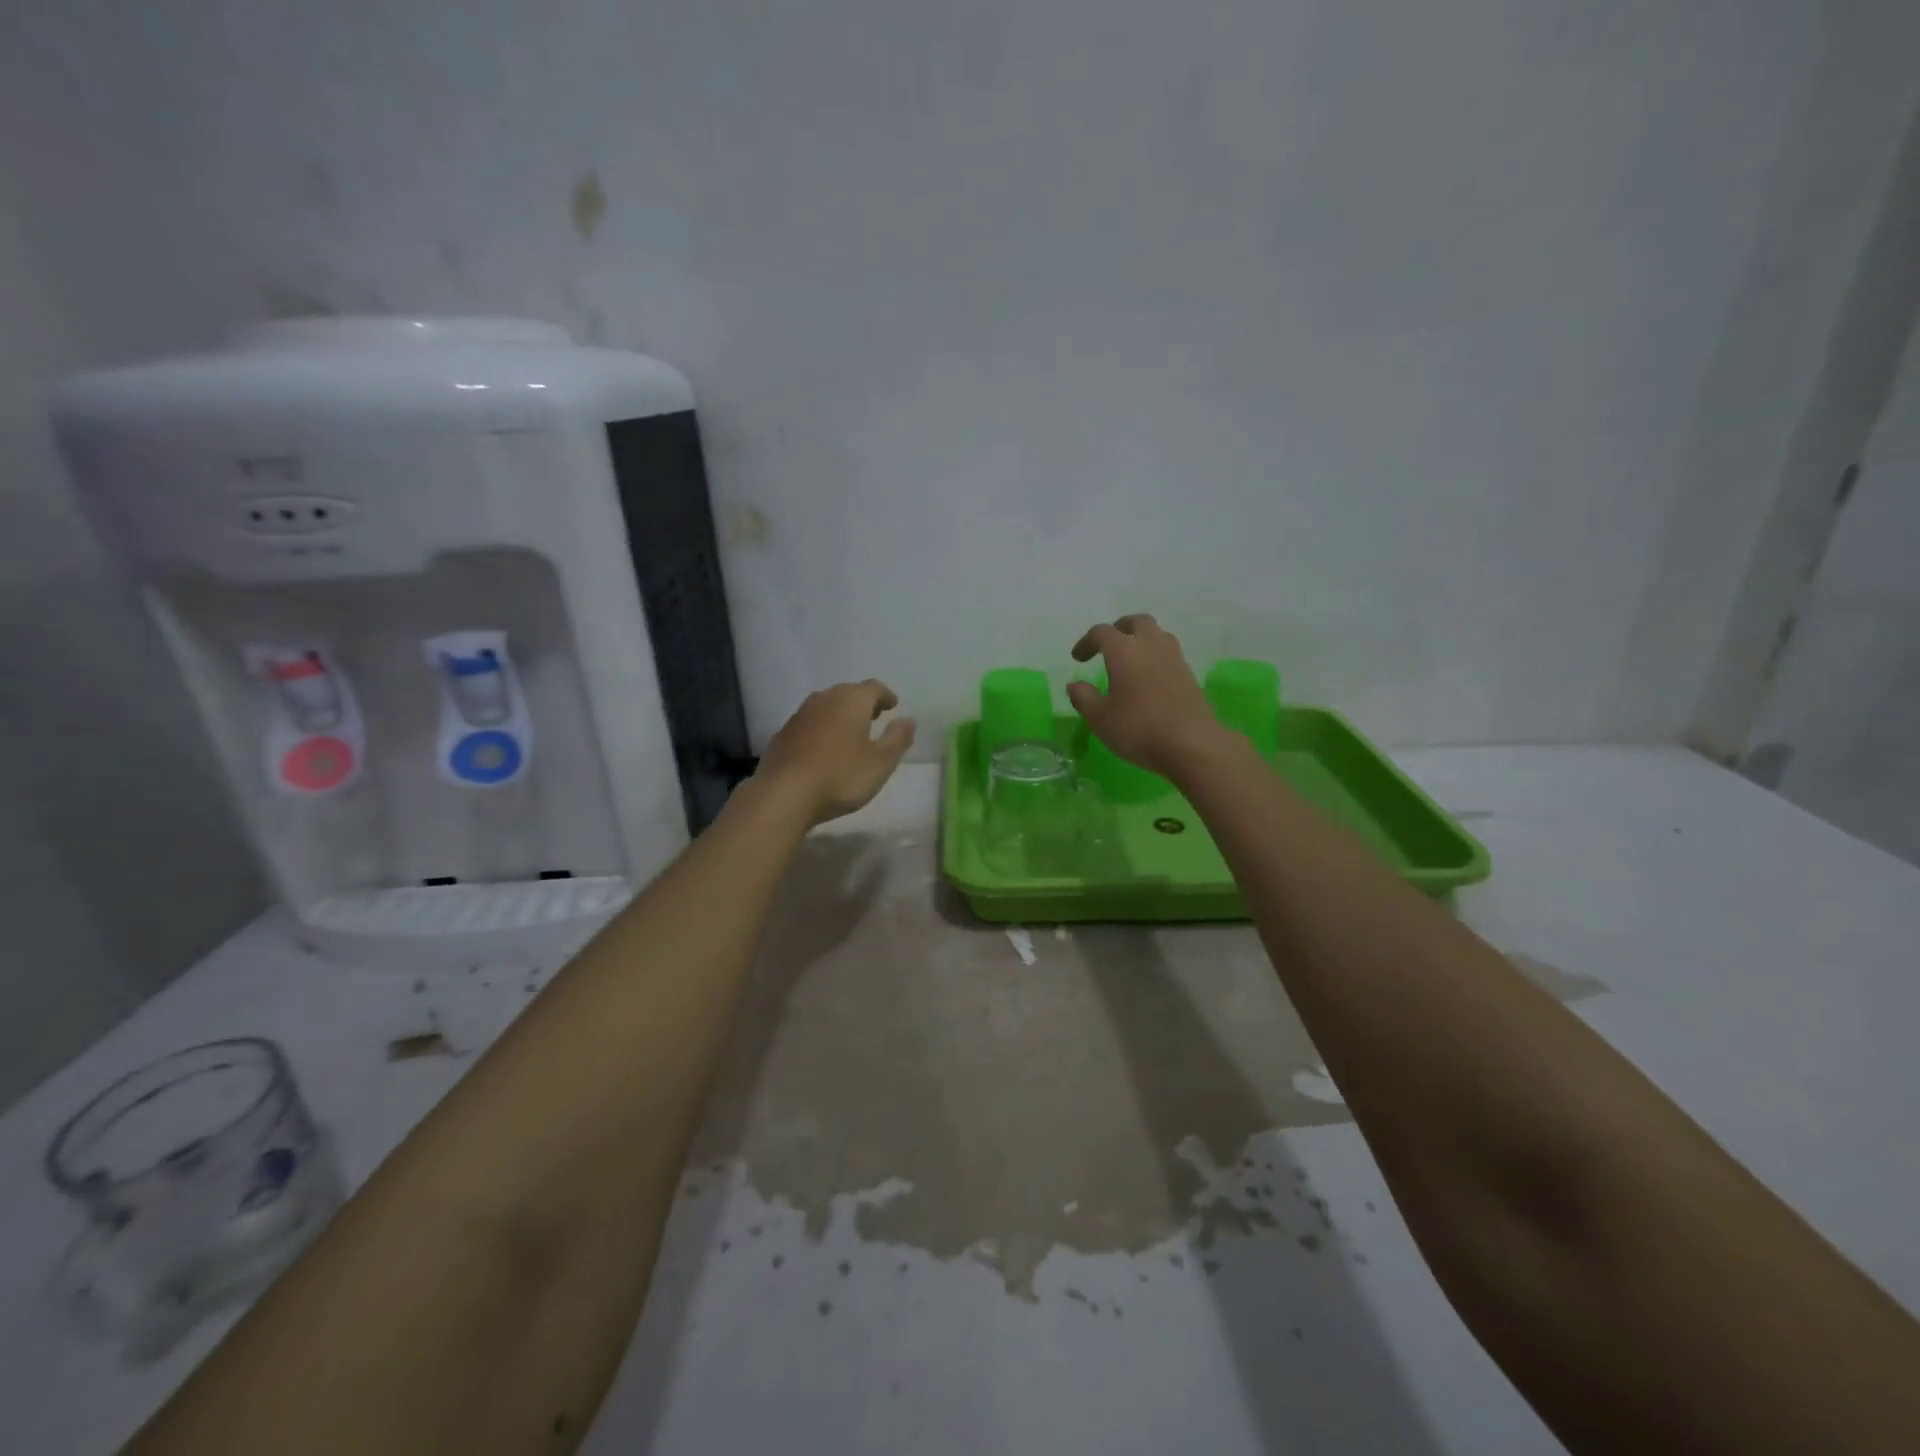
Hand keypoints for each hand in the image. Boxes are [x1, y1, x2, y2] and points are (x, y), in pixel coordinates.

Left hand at [756, 680, 916, 826]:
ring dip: (840, 715)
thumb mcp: (881, 762)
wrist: (784, 794)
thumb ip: (898, 738)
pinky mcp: (783, 734)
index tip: (893, 706)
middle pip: (848, 693)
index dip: (886, 696)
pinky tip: (824, 749)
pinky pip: (810, 723)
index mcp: (851, 700)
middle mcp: (824, 699)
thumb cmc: (841, 776)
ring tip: (850, 733)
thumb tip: (909, 720)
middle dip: (863, 703)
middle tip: (875, 717)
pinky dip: (822, 729)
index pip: (874, 688)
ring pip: (826, 706)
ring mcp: (800, 715)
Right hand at [1066, 614, 1224, 777]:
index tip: (1078, 658)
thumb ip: (1084, 698)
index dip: (1086, 642)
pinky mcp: (1189, 674)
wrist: (1193, 745)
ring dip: (1141, 640)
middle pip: (1137, 622)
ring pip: (1157, 634)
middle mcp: (1151, 646)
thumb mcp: (1101, 719)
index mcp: (1125, 651)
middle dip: (1119, 628)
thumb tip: (1074, 685)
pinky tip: (1148, 679)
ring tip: (1130, 660)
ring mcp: (1174, 658)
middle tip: (1107, 646)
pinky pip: (1169, 653)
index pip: (1102, 633)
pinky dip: (1155, 656)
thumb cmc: (1140, 730)